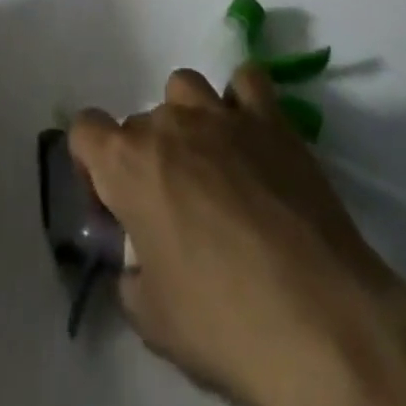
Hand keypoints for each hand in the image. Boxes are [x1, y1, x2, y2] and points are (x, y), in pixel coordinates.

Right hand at [72, 68, 405, 405]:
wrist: (321, 320)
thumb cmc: (225, 324)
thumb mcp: (154, 321)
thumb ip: (131, 275)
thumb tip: (139, 260)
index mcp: (128, 164)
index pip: (85, 129)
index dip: (92, 164)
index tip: (113, 204)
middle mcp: (169, 124)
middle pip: (140, 120)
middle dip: (146, 157)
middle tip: (173, 210)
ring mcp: (222, 114)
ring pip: (185, 87)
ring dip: (187, 119)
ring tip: (211, 165)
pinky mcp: (271, 118)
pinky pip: (247, 82)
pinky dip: (243, 100)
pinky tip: (252, 136)